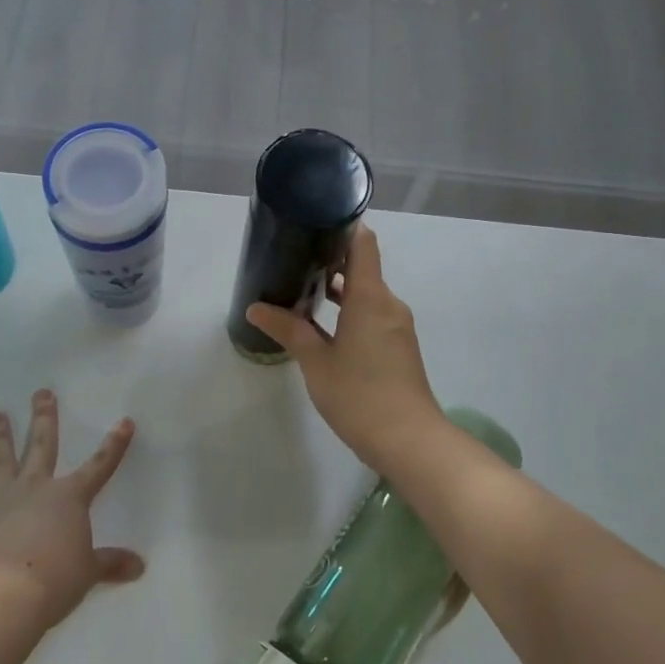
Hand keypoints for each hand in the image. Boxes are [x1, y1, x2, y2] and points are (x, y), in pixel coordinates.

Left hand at [0, 390, 144, 631]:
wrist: (4, 596)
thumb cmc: (55, 578)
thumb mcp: (88, 572)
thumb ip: (110, 564)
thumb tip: (139, 566)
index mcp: (68, 497)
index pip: (99, 466)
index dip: (114, 445)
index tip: (125, 421)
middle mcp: (34, 489)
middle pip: (42, 446)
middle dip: (44, 418)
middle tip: (41, 393)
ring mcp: (0, 504)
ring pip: (0, 463)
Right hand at [244, 224, 446, 473]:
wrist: (409, 440)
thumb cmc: (359, 394)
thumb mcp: (316, 361)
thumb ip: (288, 329)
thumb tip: (255, 308)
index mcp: (371, 297)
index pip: (362, 244)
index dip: (342, 228)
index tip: (314, 222)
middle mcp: (388, 304)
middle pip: (363, 268)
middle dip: (330, 262)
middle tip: (293, 259)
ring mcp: (396, 327)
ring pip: (367, 295)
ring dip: (339, 290)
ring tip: (301, 291)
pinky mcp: (398, 347)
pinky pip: (372, 316)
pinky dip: (350, 312)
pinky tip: (323, 327)